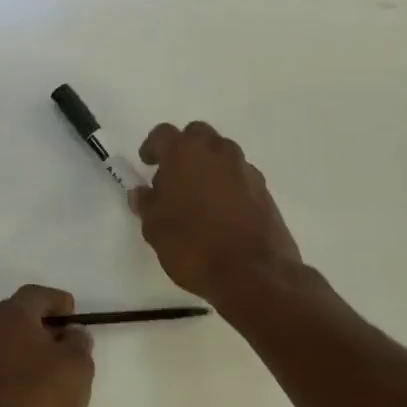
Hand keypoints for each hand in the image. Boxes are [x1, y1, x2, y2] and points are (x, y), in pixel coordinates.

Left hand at [0, 285, 94, 406]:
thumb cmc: (39, 400)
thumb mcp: (77, 367)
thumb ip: (78, 343)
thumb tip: (71, 333)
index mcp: (9, 317)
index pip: (35, 295)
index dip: (57, 301)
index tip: (74, 315)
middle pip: (16, 320)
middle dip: (42, 328)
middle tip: (67, 344)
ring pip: (6, 349)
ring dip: (29, 356)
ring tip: (55, 376)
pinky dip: (16, 379)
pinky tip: (35, 400)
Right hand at [131, 122, 301, 303]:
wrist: (253, 272)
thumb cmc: (192, 245)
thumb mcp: (155, 229)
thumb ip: (147, 205)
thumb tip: (142, 193)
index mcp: (185, 153)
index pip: (163, 134)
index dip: (152, 147)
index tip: (147, 163)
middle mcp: (217, 151)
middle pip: (197, 136)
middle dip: (184, 150)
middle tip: (173, 178)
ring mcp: (245, 168)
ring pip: (221, 154)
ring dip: (207, 167)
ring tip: (196, 198)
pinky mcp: (264, 189)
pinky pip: (239, 176)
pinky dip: (227, 185)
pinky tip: (220, 213)